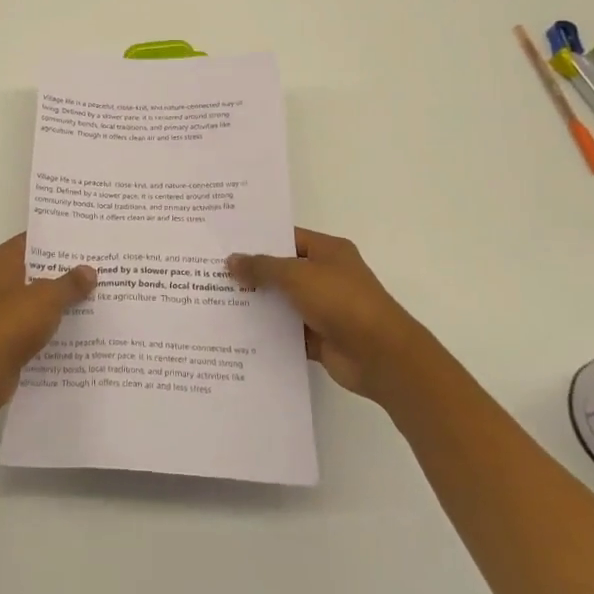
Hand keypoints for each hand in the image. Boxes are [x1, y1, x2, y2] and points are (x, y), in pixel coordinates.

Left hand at [0, 233, 95, 417]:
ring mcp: (0, 311)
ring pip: (36, 300)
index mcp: (1, 261)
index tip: (85, 239)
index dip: (57, 239)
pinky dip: (51, 327)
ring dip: (59, 301)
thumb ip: (69, 283)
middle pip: (35, 270)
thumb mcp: (46, 297)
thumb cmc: (10, 322)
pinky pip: (34, 326)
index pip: (31, 240)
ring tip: (95, 296)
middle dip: (63, 271)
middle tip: (98, 267)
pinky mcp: (5, 339)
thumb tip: (89, 270)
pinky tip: (78, 329)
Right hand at [227, 228, 415, 401]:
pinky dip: (268, 333)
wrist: (381, 356)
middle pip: (283, 270)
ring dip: (258, 304)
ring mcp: (324, 308)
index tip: (226, 242)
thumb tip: (231, 261)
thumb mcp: (297, 275)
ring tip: (217, 301)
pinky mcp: (320, 338)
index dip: (258, 239)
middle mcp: (327, 276)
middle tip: (212, 272)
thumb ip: (262, 267)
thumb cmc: (342, 301)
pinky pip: (287, 332)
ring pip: (283, 302)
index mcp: (328, 251)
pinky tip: (237, 332)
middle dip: (252, 273)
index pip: (288, 237)